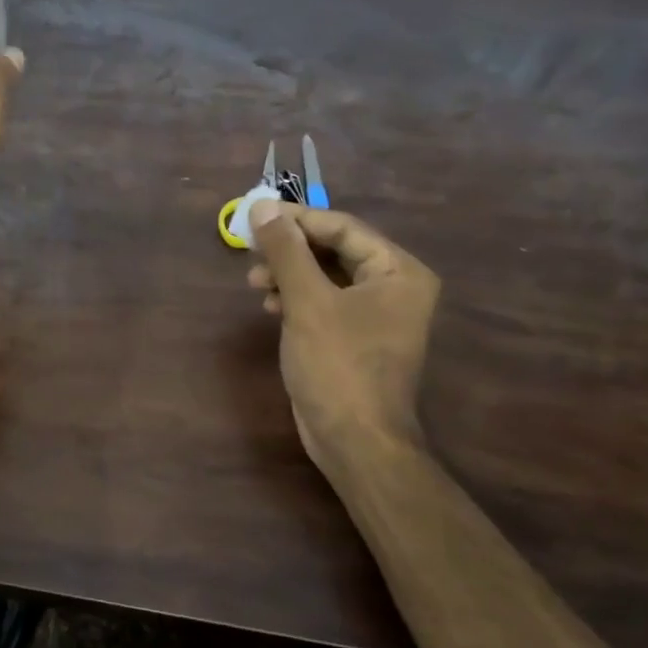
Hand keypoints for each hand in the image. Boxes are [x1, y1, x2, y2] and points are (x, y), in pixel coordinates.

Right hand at [246, 201, 439, 473]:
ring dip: (287, 274)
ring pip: (324, 276)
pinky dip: (295, 298)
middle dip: (289, 250)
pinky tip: (270, 307)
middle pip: (333, 250)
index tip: (253, 215)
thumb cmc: (338, 365)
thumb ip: (286, 251)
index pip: (342, 227)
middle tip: (249, 251)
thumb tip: (262, 207)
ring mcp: (375, 314)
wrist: (354, 440)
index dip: (296, 219)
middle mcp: (393, 287)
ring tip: (254, 283)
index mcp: (398, 271)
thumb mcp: (307, 303)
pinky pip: (322, 302)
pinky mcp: (354, 337)